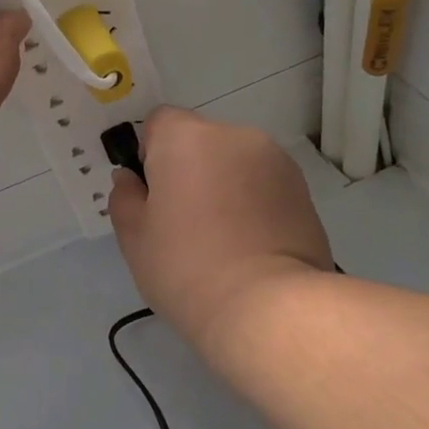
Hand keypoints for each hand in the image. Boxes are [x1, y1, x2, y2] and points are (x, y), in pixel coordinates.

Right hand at [108, 108, 332, 354]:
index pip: (160, 121)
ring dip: (224, 184)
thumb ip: (125, 197)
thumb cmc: (186, 267)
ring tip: (223, 236)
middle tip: (184, 221)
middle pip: (200, 140)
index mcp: (186, 138)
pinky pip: (264, 183)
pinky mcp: (303, 189)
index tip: (153, 194)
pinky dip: (254, 201)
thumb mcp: (134, 237)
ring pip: (234, 162)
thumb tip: (130, 179)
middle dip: (190, 169)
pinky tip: (251, 244)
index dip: (150, 153)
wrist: (268, 307)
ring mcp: (275, 160)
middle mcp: (233, 136)